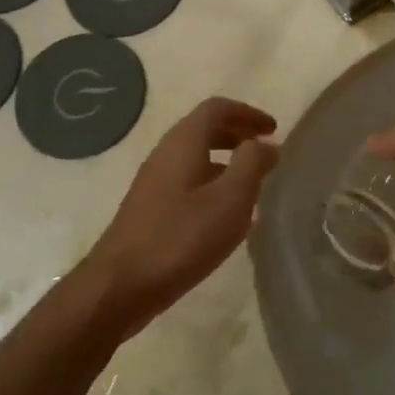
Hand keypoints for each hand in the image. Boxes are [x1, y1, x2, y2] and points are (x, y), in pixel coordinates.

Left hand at [86, 98, 278, 335]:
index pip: (217, 109)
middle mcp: (165, 155)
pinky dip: (212, 185)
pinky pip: (187, 183)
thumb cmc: (182, 237)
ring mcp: (153, 183)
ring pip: (195, 158)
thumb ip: (252, 164)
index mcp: (183, 143)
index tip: (273, 130)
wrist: (120, 286)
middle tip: (265, 151)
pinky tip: (225, 216)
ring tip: (252, 185)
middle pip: (204, 130)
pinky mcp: (149, 210)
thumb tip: (266, 144)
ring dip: (226, 162)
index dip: (248, 113)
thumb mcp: (230, 199)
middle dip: (237, 134)